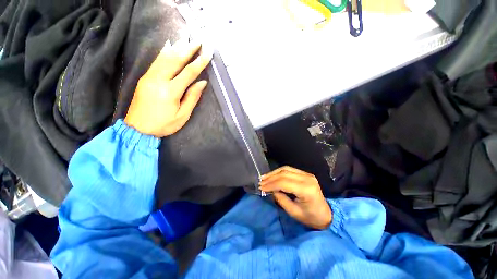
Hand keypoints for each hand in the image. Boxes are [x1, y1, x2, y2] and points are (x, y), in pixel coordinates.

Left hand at [124, 39, 212, 136]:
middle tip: (197, 41)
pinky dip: (164, 52)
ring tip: (186, 40)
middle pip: (175, 60)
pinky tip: (169, 46)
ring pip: (164, 58)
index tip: (207, 54)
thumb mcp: (182, 115)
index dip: (199, 63)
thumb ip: (192, 98)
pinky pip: (156, 61)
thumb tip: (202, 83)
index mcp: (170, 91)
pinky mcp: (144, 78)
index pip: (188, 73)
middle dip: (188, 50)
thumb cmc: (164, 124)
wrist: (138, 128)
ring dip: (177, 48)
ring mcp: (149, 77)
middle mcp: (158, 80)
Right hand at [259, 166, 331, 229]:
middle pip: (284, 173)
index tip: (261, 187)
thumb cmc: (311, 217)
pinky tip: (272, 175)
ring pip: (286, 169)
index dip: (271, 184)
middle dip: (271, 178)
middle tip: (261, 182)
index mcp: (306, 189)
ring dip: (273, 173)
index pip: (284, 182)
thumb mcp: (294, 212)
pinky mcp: (305, 174)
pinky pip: (289, 170)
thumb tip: (271, 190)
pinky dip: (279, 172)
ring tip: (264, 178)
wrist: (326, 214)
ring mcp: (307, 174)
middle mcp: (307, 178)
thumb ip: (281, 199)